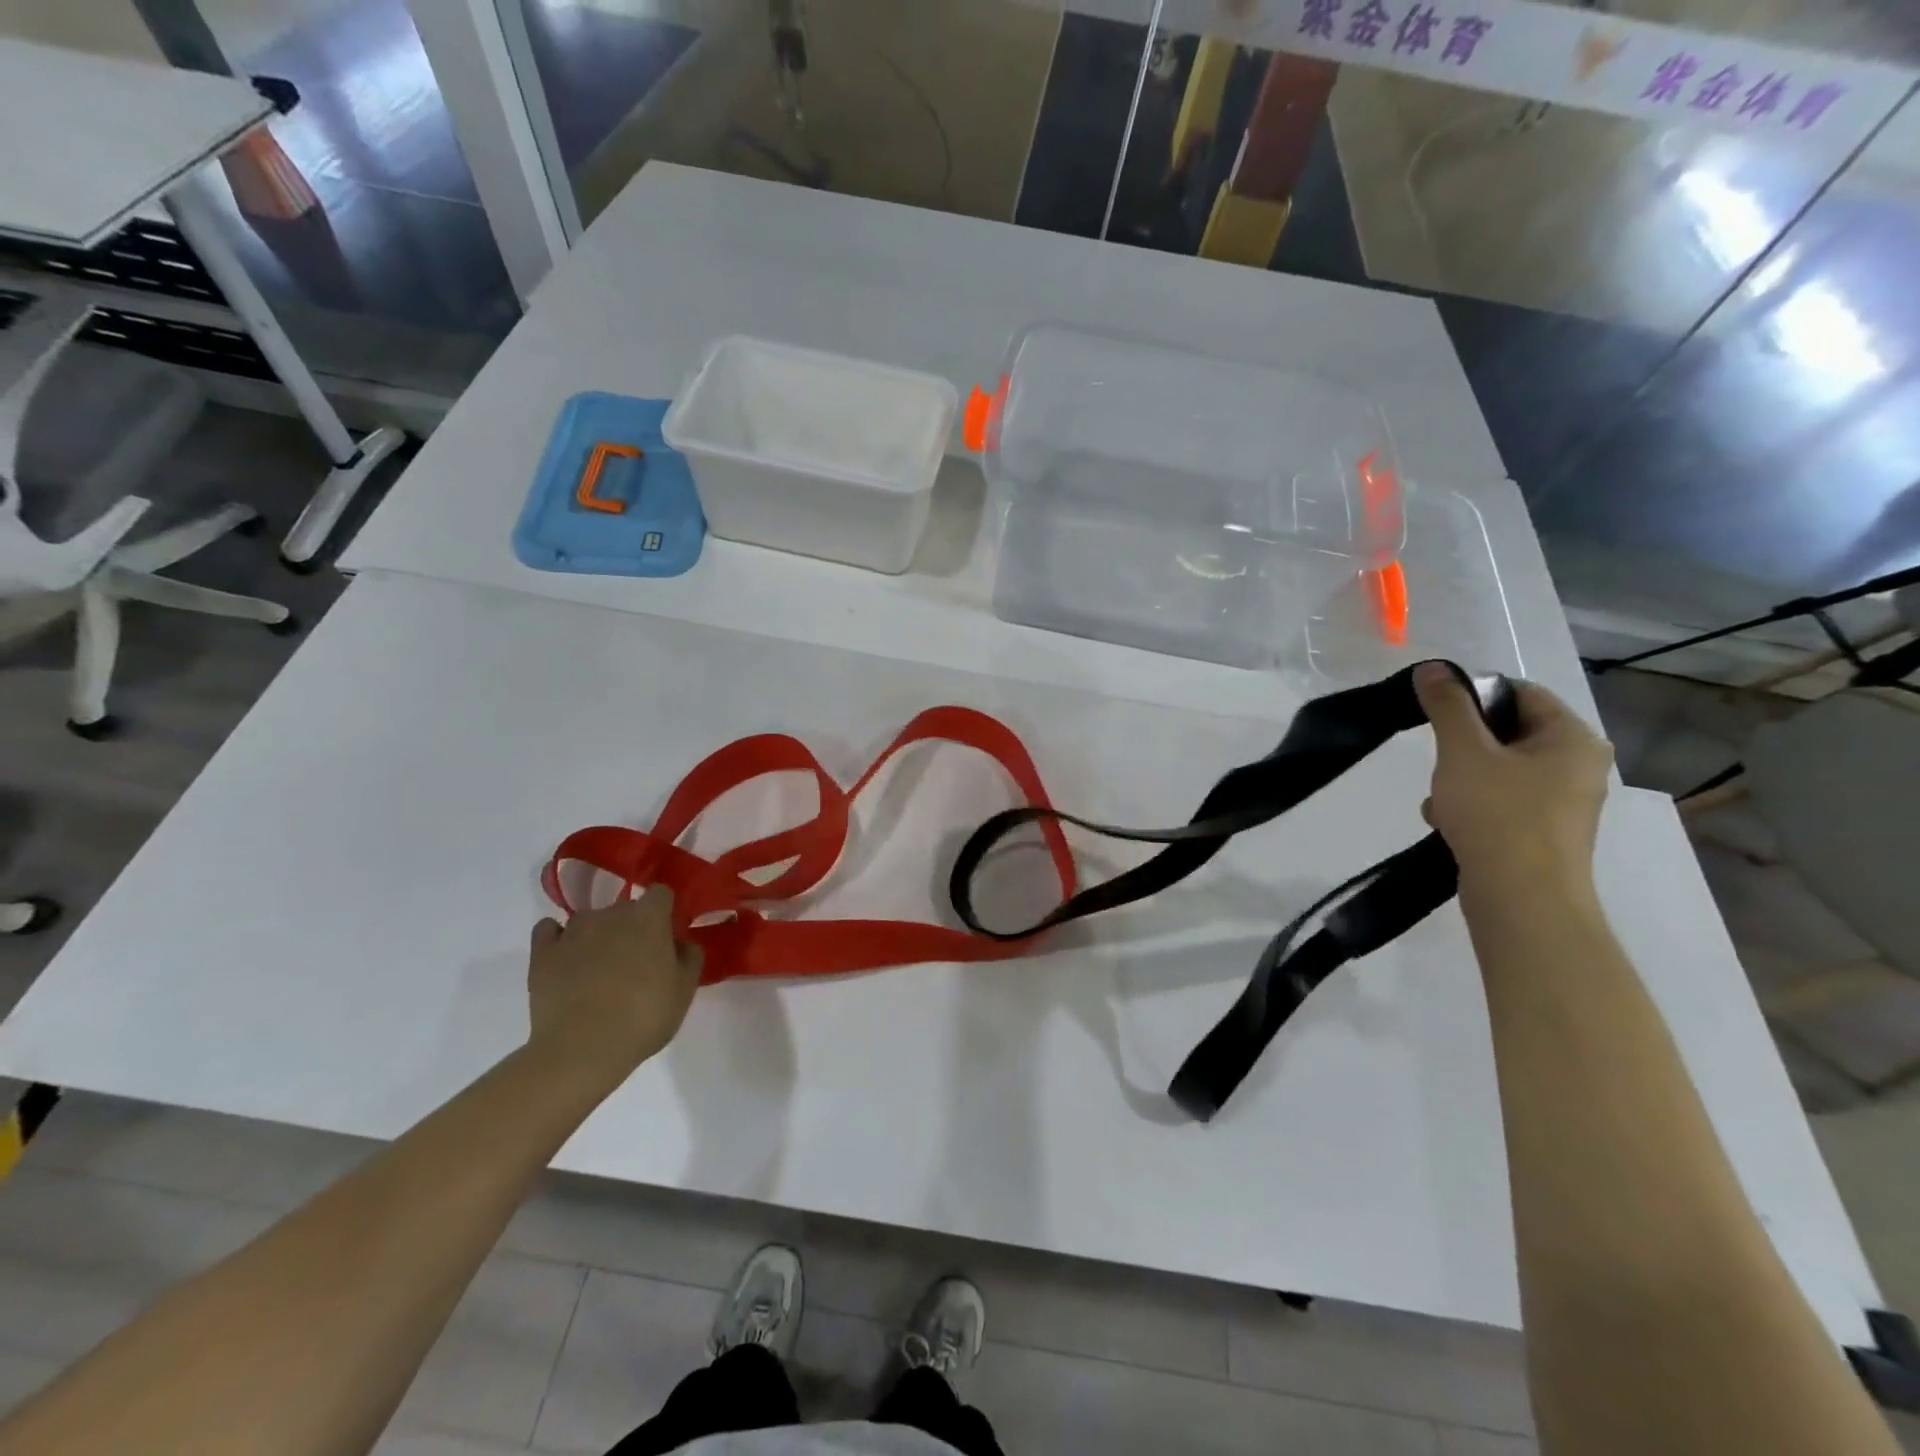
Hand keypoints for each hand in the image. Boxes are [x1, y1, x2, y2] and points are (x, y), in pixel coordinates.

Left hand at [526, 888, 703, 1082]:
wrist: (582, 1048)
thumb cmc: (644, 1016)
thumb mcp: (685, 989)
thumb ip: (689, 956)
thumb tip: (679, 943)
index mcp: (649, 917)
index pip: (660, 894)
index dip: (664, 912)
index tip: (666, 937)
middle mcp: (610, 914)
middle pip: (625, 908)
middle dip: (632, 928)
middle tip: (636, 963)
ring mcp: (572, 931)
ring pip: (589, 920)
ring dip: (597, 936)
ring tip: (598, 970)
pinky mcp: (541, 953)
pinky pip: (548, 931)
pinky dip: (557, 939)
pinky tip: (565, 959)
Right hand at [1413, 663, 1612, 885]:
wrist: (1521, 900)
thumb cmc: (1498, 815)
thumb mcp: (1464, 751)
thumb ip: (1447, 706)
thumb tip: (1433, 668)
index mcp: (1573, 738)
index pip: (1520, 692)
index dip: (1473, 696)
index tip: (1436, 714)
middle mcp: (1578, 765)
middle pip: (1507, 732)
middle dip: (1462, 745)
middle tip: (1439, 761)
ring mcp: (1562, 803)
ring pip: (1498, 769)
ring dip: (1460, 778)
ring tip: (1440, 799)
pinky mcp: (1541, 833)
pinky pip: (1500, 801)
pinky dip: (1470, 805)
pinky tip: (1446, 821)